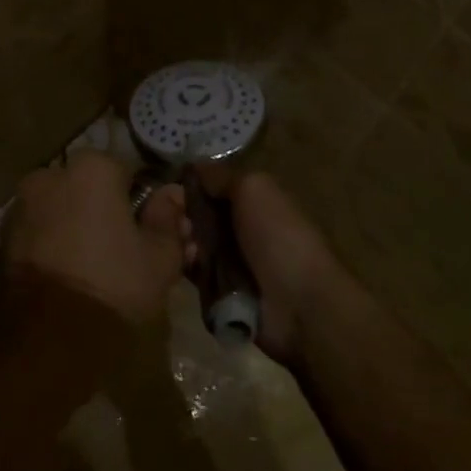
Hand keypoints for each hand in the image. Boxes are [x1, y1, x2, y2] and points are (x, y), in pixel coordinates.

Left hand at [5, 150, 186, 323]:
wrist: (46, 340)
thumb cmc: (113, 285)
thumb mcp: (160, 257)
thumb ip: (168, 219)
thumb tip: (172, 195)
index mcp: (91, 169)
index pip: (126, 173)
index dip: (141, 203)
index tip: (151, 233)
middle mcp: (49, 176)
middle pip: (88, 190)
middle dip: (106, 213)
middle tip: (126, 253)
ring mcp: (20, 209)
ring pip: (61, 212)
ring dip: (78, 230)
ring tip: (97, 271)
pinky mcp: (2, 242)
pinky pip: (39, 235)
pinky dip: (53, 248)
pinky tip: (70, 279)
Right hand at [183, 170, 344, 363]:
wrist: (300, 304)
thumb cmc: (279, 237)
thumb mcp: (254, 188)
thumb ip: (222, 176)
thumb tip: (193, 167)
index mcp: (254, 201)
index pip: (210, 187)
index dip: (189, 186)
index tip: (169, 189)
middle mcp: (241, 227)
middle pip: (197, 215)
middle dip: (181, 215)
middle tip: (174, 221)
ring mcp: (231, 260)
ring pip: (192, 243)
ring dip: (183, 241)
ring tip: (184, 244)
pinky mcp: (221, 291)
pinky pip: (195, 273)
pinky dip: (188, 267)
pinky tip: (186, 264)